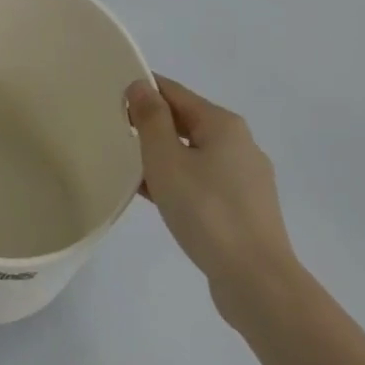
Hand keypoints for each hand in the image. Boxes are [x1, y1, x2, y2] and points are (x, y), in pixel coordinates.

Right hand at [126, 75, 295, 322]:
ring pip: (193, 153)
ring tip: (126, 165)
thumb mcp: (165, 159)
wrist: (255, 279)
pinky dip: (177, 180)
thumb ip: (150, 118)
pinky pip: (202, 180)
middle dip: (150, 124)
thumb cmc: (205, 210)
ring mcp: (245, 177)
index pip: (174, 92)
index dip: (141, 91)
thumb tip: (141, 86)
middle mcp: (240, 144)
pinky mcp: (244, 207)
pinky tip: (153, 196)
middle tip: (112, 132)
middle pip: (186, 121)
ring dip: (161, 155)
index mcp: (223, 124)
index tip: (109, 99)